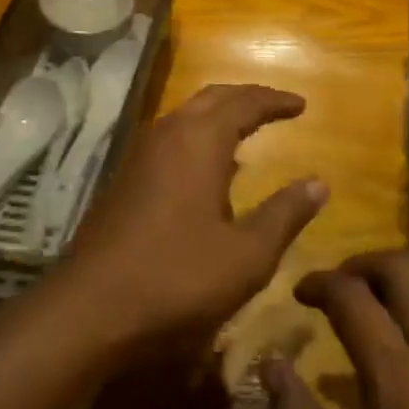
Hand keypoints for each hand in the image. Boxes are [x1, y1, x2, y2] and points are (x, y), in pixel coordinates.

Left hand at [61, 83, 324, 349]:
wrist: (89, 309)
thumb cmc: (176, 278)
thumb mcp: (246, 255)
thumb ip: (284, 214)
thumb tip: (319, 183)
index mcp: (199, 141)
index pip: (245, 102)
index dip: (275, 100)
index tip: (301, 105)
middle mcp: (167, 135)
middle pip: (212, 98)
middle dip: (246, 98)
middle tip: (276, 107)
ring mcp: (139, 156)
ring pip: (186, 116)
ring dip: (218, 116)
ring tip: (246, 133)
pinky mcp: (124, 179)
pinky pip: (170, 140)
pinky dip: (197, 138)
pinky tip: (207, 172)